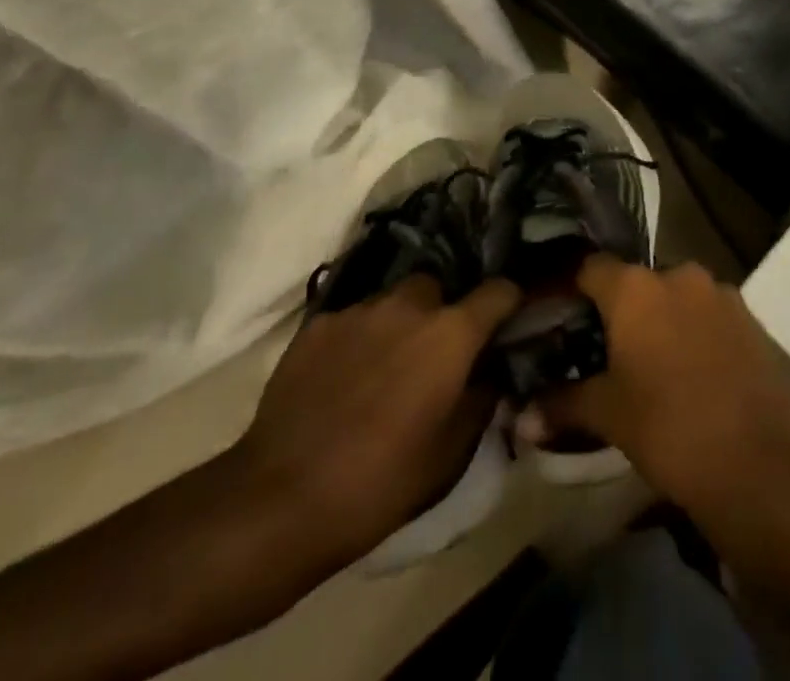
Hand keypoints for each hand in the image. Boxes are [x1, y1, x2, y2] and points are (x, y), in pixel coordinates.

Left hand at [225, 275, 521, 575]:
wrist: (280, 500)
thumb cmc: (380, 483)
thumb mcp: (451, 454)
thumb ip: (482, 398)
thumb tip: (491, 371)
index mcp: (451, 333)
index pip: (500, 290)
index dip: (509, 304)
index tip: (508, 323)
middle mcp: (409, 305)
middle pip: (440, 288)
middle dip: (443, 314)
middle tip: (435, 356)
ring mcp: (360, 309)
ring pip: (394, 300)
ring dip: (400, 323)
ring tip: (385, 367)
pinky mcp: (318, 323)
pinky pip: (354, 319)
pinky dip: (359, 338)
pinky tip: (344, 378)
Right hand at [535, 258, 789, 522]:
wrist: (761, 465)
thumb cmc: (669, 430)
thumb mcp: (609, 416)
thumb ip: (563, 405)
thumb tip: (521, 418)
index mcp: (636, 287)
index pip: (590, 267)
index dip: (572, 289)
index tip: (560, 315)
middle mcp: (678, 274)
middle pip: (636, 281)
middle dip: (621, 309)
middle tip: (607, 349)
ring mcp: (720, 293)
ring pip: (676, 297)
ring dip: (662, 320)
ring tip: (652, 364)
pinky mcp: (751, 318)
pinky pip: (709, 314)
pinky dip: (695, 333)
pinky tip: (693, 373)